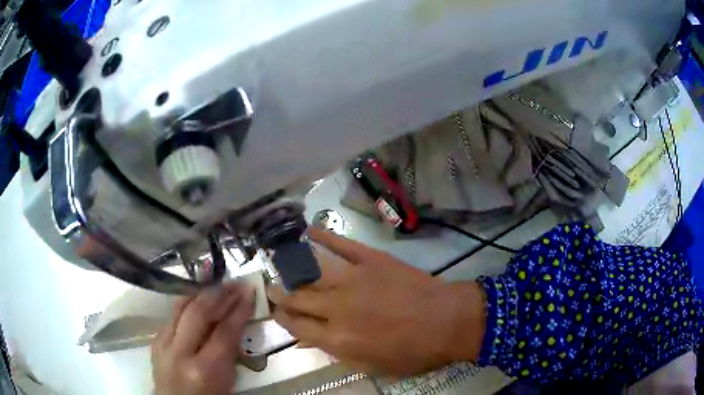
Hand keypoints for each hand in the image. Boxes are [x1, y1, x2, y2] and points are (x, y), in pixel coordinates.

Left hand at [152, 283, 254, 394]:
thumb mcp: (228, 382)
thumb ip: (230, 353)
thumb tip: (235, 324)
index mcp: (204, 370)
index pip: (224, 332)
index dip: (238, 311)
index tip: (249, 293)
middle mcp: (180, 353)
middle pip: (198, 313)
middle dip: (219, 295)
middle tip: (235, 284)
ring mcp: (163, 345)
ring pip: (180, 308)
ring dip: (201, 295)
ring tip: (217, 287)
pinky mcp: (155, 341)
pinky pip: (171, 317)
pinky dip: (186, 307)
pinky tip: (197, 302)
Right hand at [272, 228, 485, 377]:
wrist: (447, 321)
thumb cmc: (413, 352)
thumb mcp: (372, 365)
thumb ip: (338, 353)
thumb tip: (309, 340)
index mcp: (337, 338)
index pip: (297, 326)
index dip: (283, 318)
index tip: (276, 312)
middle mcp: (336, 307)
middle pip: (298, 298)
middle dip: (280, 294)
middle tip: (272, 289)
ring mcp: (353, 279)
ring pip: (311, 271)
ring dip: (291, 268)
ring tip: (279, 264)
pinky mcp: (370, 259)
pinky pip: (341, 245)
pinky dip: (323, 236)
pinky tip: (309, 231)